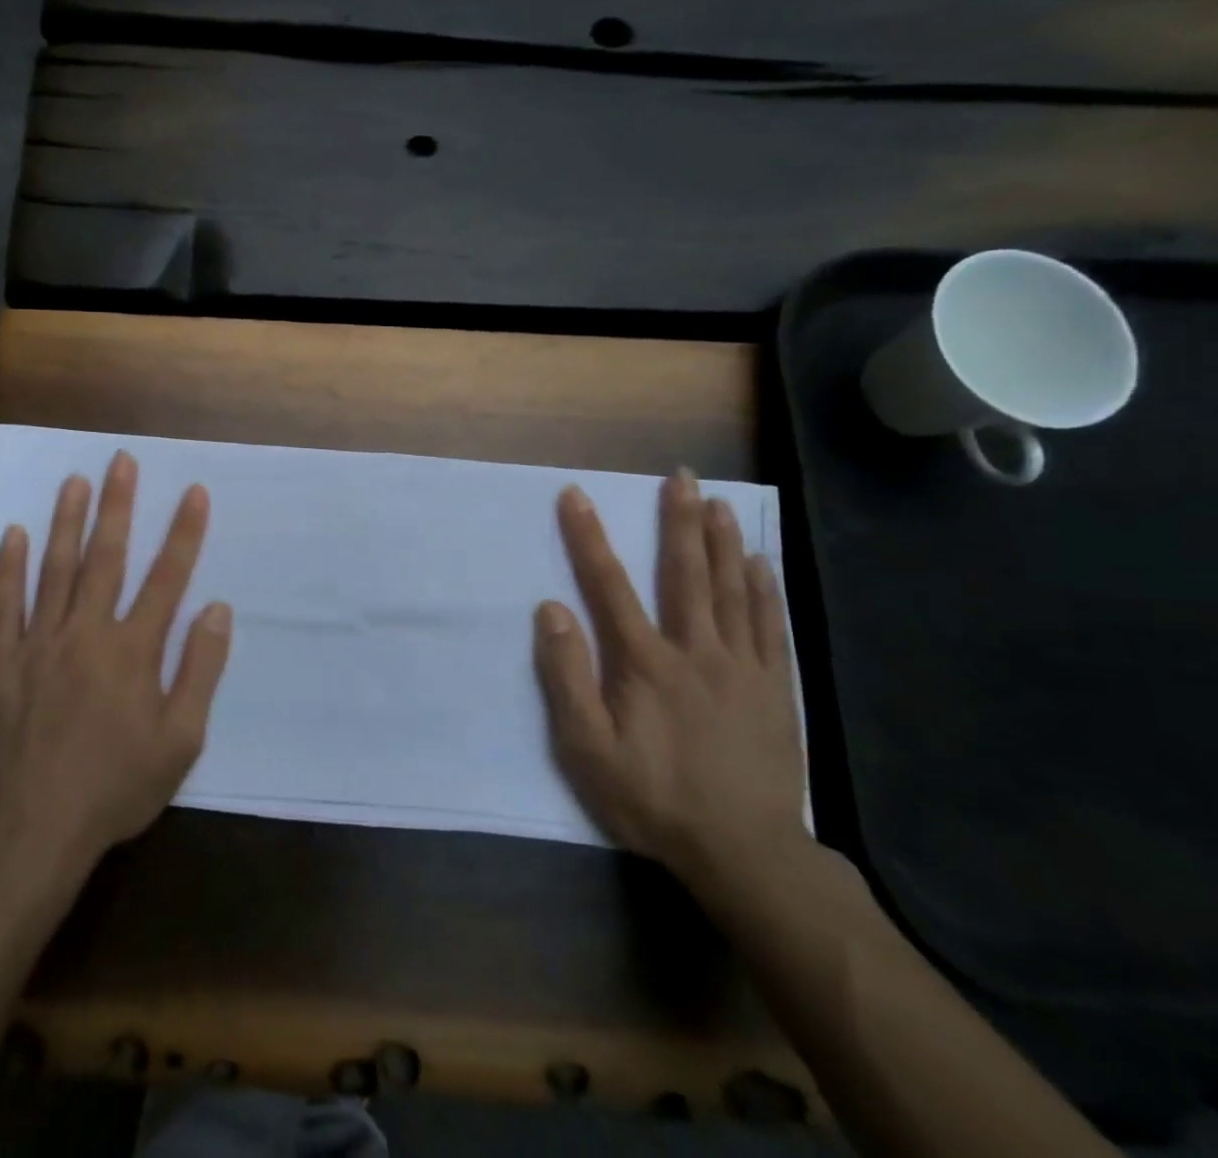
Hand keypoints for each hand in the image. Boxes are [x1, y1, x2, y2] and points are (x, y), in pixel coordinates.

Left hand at [0, 451, 232, 873]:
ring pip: (55, 568)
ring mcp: (39, 643)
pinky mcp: (1, 661)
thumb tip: (218, 610)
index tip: (193, 492)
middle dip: (118, 505)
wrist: (35, 828)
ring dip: (67, 521)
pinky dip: (9, 567)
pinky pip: (5, 604)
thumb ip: (200, 670)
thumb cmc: (116, 786)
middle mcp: (87, 632)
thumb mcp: (180, 740)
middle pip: (107, 557)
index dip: (184, 532)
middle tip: (121, 461)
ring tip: (74, 480)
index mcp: (133, 650)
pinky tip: (14, 534)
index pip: (167, 578)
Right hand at [533, 470, 805, 886]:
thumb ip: (567, 676)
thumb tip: (552, 609)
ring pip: (733, 591)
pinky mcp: (775, 689)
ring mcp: (743, 668)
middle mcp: (697, 651)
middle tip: (681, 476)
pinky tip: (761, 564)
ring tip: (719, 503)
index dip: (589, 537)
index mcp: (646, 662)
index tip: (576, 495)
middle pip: (685, 574)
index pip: (609, 585)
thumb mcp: (587, 748)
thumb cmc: (653, 797)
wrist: (744, 852)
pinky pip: (770, 627)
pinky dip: (765, 590)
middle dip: (679, 521)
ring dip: (723, 543)